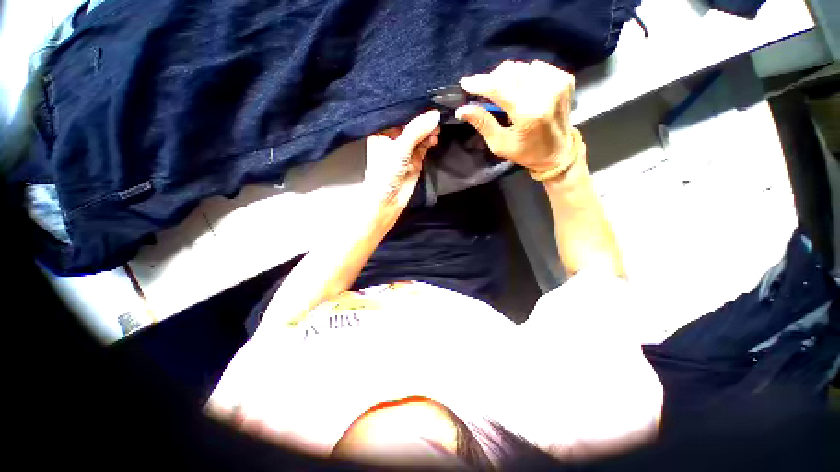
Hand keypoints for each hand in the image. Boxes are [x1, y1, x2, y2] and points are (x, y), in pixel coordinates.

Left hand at [364, 110, 440, 218]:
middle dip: (423, 120)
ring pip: (419, 134)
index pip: (399, 114)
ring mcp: (405, 149)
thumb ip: (416, 131)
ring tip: (437, 129)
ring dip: (428, 131)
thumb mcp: (399, 149)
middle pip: (411, 124)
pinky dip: (430, 141)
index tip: (428, 100)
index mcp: (382, 132)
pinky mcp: (415, 159)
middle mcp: (393, 138)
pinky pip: (424, 145)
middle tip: (436, 117)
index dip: (413, 108)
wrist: (388, 200)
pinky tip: (435, 138)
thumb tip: (435, 115)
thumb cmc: (386, 173)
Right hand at [455, 60, 576, 174]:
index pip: (499, 87)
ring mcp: (557, 83)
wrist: (558, 153)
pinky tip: (523, 90)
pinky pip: (536, 67)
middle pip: (510, 71)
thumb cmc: (526, 152)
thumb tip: (462, 109)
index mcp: (527, 113)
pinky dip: (524, 75)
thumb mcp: (500, 144)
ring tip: (505, 93)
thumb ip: (483, 124)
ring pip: (522, 67)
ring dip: (508, 77)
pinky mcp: (564, 79)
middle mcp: (544, 93)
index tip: (466, 84)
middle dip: (493, 80)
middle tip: (486, 93)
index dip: (480, 83)